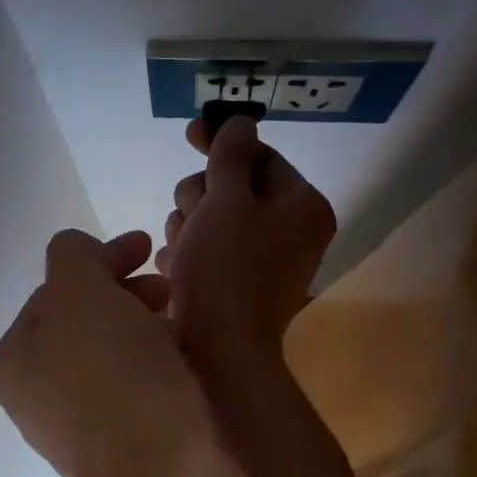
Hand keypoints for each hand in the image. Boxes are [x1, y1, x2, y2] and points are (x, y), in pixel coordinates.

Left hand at [0, 228, 214, 476]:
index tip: (145, 247)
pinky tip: (186, 361)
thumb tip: (82, 257)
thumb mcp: (80, 292)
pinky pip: (140, 389)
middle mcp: (39, 397)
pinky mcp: (128, 453)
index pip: (54, 289)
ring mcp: (83, 430)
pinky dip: (158, 364)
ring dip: (144, 328)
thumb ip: (72, 256)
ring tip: (180, 323)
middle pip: (83, 322)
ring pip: (114, 356)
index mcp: (14, 361)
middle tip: (166, 289)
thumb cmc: (115, 376)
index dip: (99, 261)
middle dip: (124, 293)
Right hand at [157, 117, 335, 369]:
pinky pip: (207, 253)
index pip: (262, 157)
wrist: (218, 355)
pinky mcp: (236, 288)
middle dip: (201, 198)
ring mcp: (263, 264)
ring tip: (181, 253)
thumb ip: (231, 155)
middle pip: (234, 189)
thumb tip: (241, 121)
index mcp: (302, 207)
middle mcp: (290, 233)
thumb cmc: (225, 271)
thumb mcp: (226, 201)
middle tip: (190, 219)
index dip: (224, 143)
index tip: (190, 132)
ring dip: (189, 228)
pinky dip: (188, 256)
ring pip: (213, 221)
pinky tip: (175, 270)